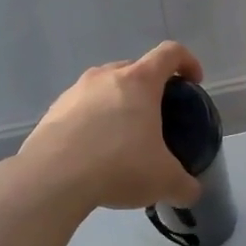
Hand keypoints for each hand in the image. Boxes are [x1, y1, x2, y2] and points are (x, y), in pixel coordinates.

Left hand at [17, 41, 205, 212]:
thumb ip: (185, 185)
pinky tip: (95, 153)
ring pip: (105, 88)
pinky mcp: (52, 111)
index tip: (194, 82)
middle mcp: (106, 76)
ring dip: (119, 105)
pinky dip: (93, 123)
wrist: (52, 179)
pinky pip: (82, 109)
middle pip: (135, 69)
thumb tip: (191, 191)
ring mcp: (74, 92)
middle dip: (151, 88)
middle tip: (158, 117)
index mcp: (139, 81)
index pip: (170, 53)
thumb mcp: (165, 181)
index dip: (187, 62)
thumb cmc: (119, 166)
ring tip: (123, 139)